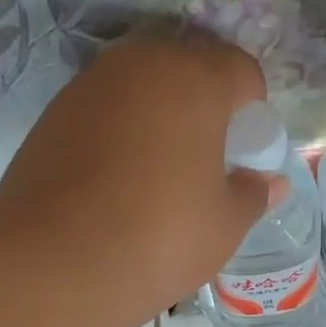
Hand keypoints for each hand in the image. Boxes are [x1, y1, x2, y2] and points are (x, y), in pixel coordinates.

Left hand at [0, 29, 274, 326]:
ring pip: (143, 83)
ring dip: (161, 112)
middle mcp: (141, 65)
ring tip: (162, 168)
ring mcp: (91, 84)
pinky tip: (120, 178)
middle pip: (188, 65)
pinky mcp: (55, 111)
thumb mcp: (225, 224)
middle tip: (207, 156)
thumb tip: (271, 184)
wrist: (57, 261)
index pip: (241, 68)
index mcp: (194, 80)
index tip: (246, 148)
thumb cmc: (162, 236)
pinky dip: (122, 128)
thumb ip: (253, 194)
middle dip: (206, 102)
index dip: (253, 106)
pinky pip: (106, 107)